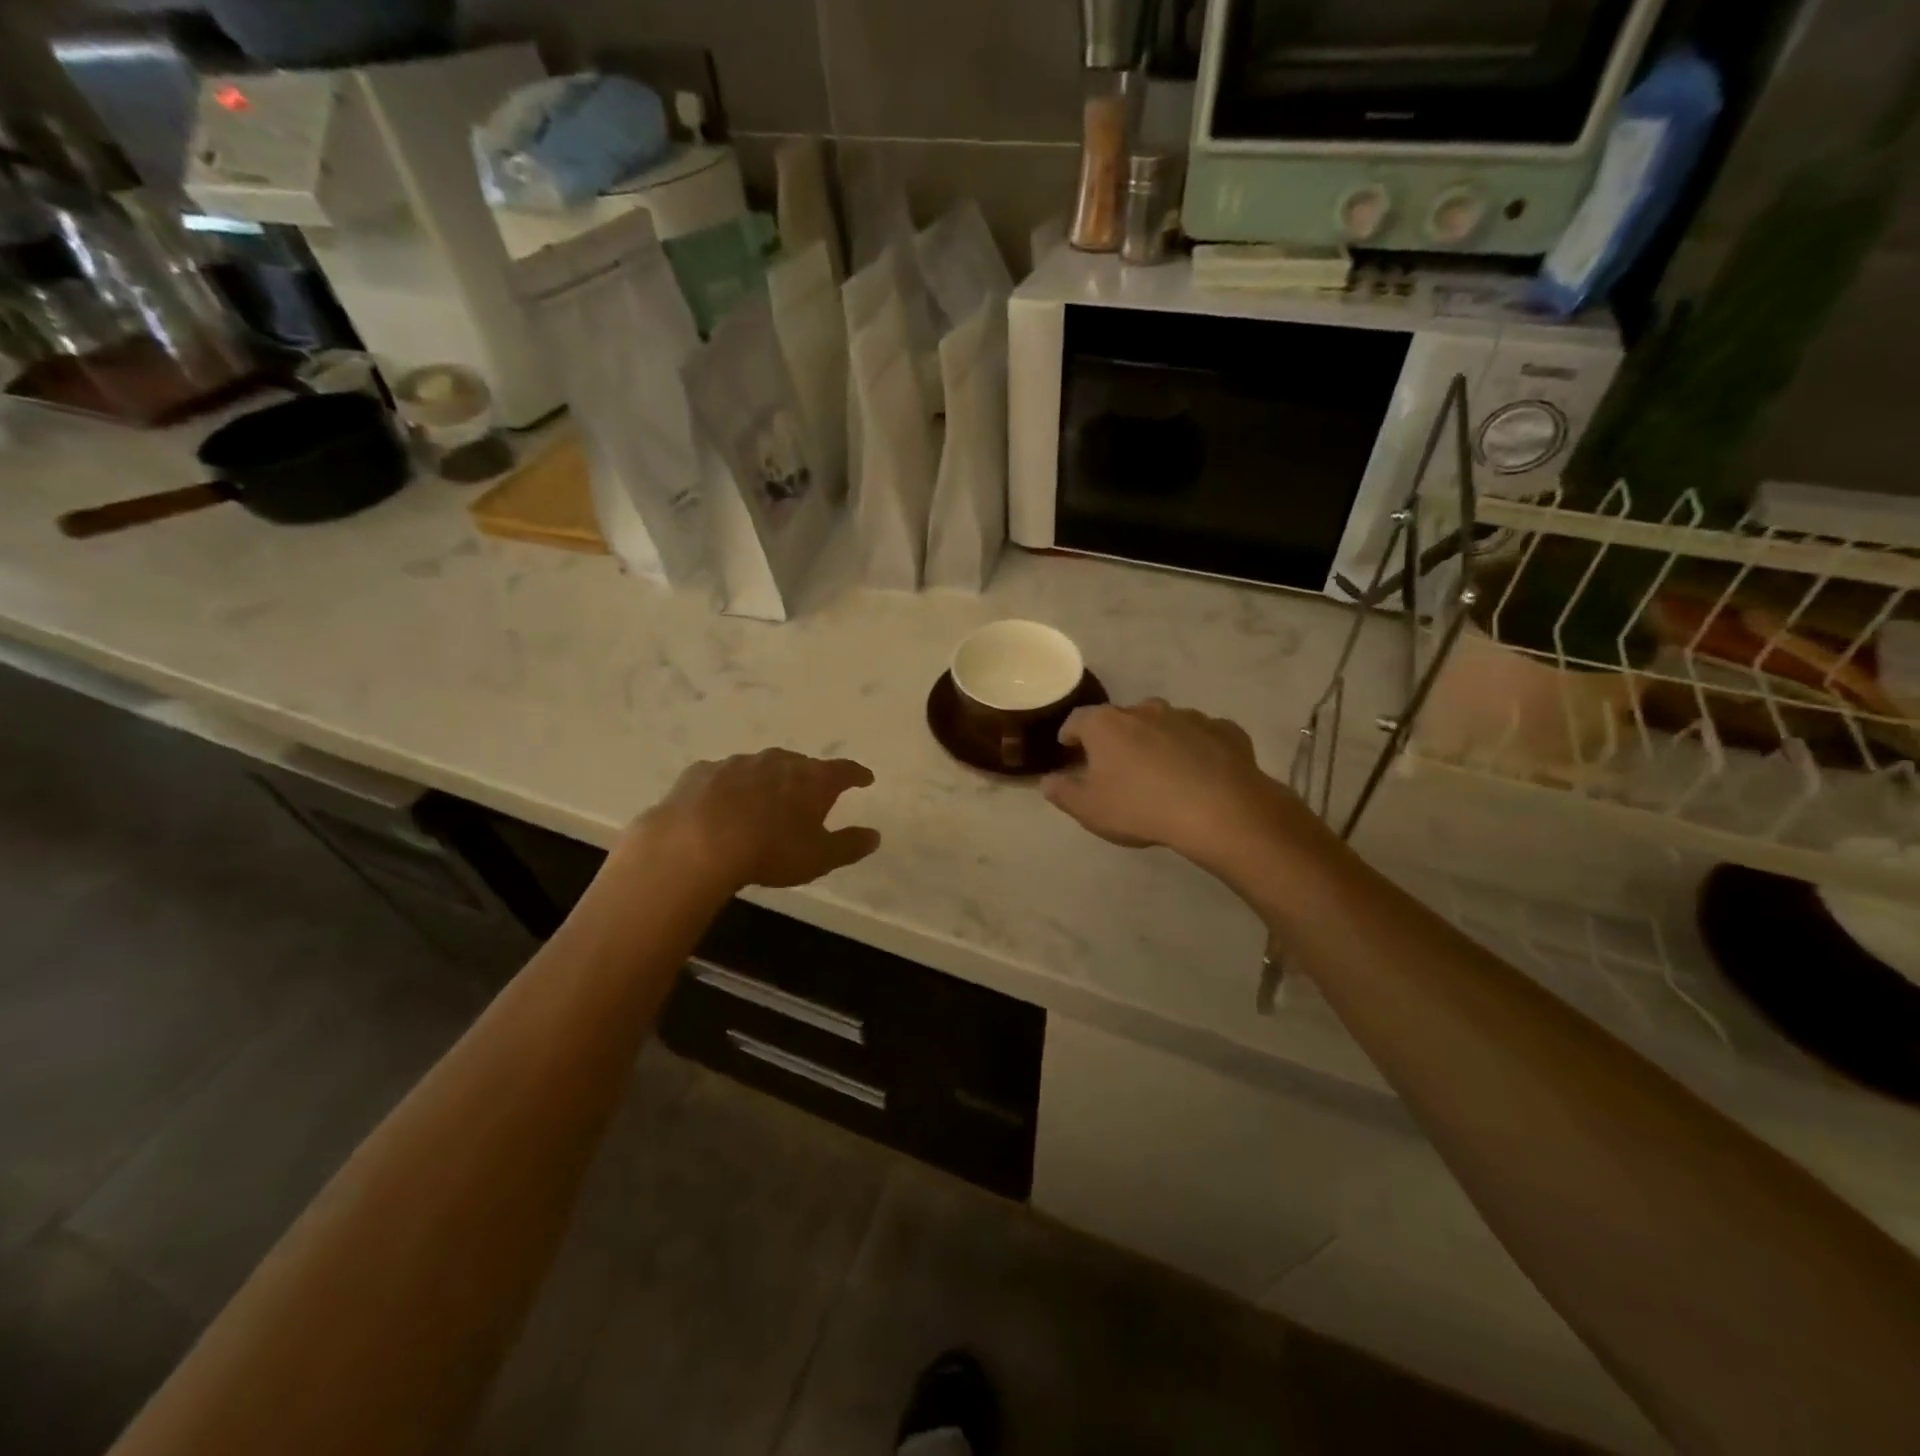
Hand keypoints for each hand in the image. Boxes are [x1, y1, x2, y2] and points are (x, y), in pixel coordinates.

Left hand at [638, 750, 880, 889]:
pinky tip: (720, 803)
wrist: (696, 844)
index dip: (856, 775)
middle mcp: (778, 761)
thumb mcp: (819, 858)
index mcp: (812, 779)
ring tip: (764, 800)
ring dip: (766, 780)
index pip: (843, 771)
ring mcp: (737, 763)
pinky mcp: (701, 772)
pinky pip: (722, 776)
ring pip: (760, 767)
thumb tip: (874, 836)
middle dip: (808, 777)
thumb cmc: (770, 851)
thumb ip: (849, 846)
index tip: (865, 778)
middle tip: (810, 794)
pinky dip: (728, 787)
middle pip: (800, 764)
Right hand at [1041, 699, 1290, 863]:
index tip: (1069, 748)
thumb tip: (1047, 781)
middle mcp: (1146, 710)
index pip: (1078, 720)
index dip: (1070, 734)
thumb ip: (1063, 793)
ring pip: (1164, 723)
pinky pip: (1203, 735)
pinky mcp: (1224, 730)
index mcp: (1107, 725)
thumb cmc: (1141, 808)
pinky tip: (1201, 772)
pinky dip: (1197, 748)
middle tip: (1116, 764)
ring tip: (1160, 769)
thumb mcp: (1090, 810)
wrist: (1219, 810)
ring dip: (1157, 740)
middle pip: (1122, 718)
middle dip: (1116, 737)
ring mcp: (1188, 716)